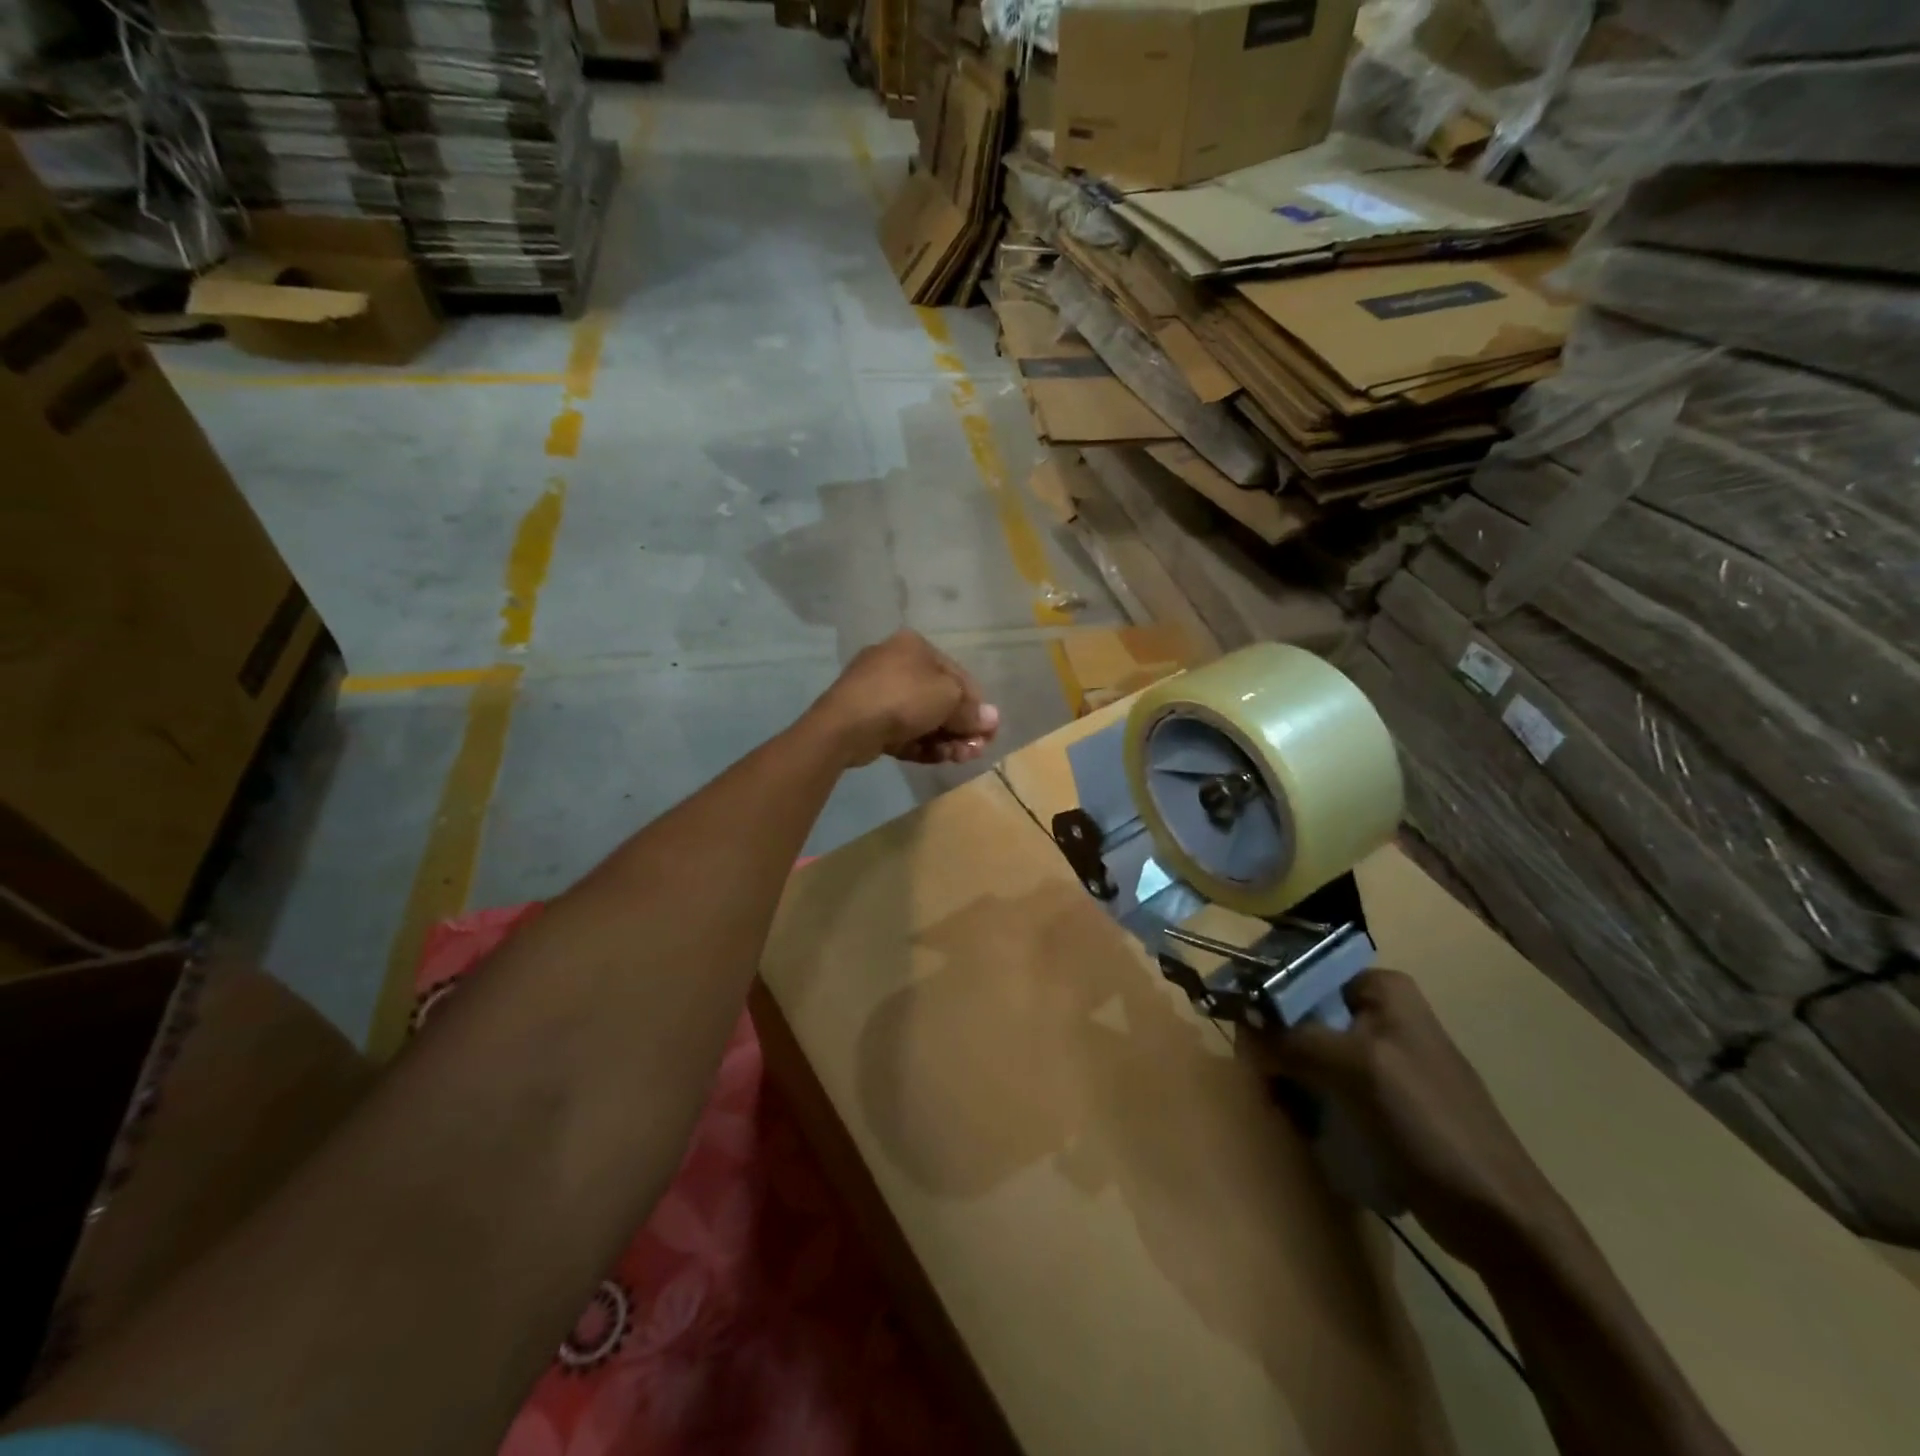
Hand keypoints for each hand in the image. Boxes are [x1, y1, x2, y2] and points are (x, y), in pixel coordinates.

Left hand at [806, 631, 1001, 767]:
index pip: (958, 675)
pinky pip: (903, 731)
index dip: (977, 704)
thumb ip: (971, 710)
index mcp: (915, 646)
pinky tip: (937, 758)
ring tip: (958, 758)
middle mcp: (896, 664)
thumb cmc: (903, 698)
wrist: (846, 725)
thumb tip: (991, 719)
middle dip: (961, 727)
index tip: (988, 731)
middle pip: (940, 699)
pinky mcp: (869, 719)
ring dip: (945, 739)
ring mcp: (879, 692)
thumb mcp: (948, 698)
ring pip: (923, 718)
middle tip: (975, 750)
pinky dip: (922, 744)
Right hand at [1260, 969, 1571, 1271]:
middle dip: (1277, 1048)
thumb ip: (1290, 1038)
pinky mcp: (1383, 1099)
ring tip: (1288, 1114)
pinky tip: (1306, 1128)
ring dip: (1290, 1081)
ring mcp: (1383, 1058)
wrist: (1498, 1217)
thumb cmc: (1428, 1124)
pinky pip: (1327, 1086)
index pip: (1302, 974)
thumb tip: (1237, 1021)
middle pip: (1301, 1015)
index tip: (1245, 1037)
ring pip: (1309, 1053)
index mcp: (1382, 989)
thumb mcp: (1354, 1068)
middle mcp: (1381, 1013)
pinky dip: (1310, 1103)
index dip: (1266, 1000)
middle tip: (1267, 1084)